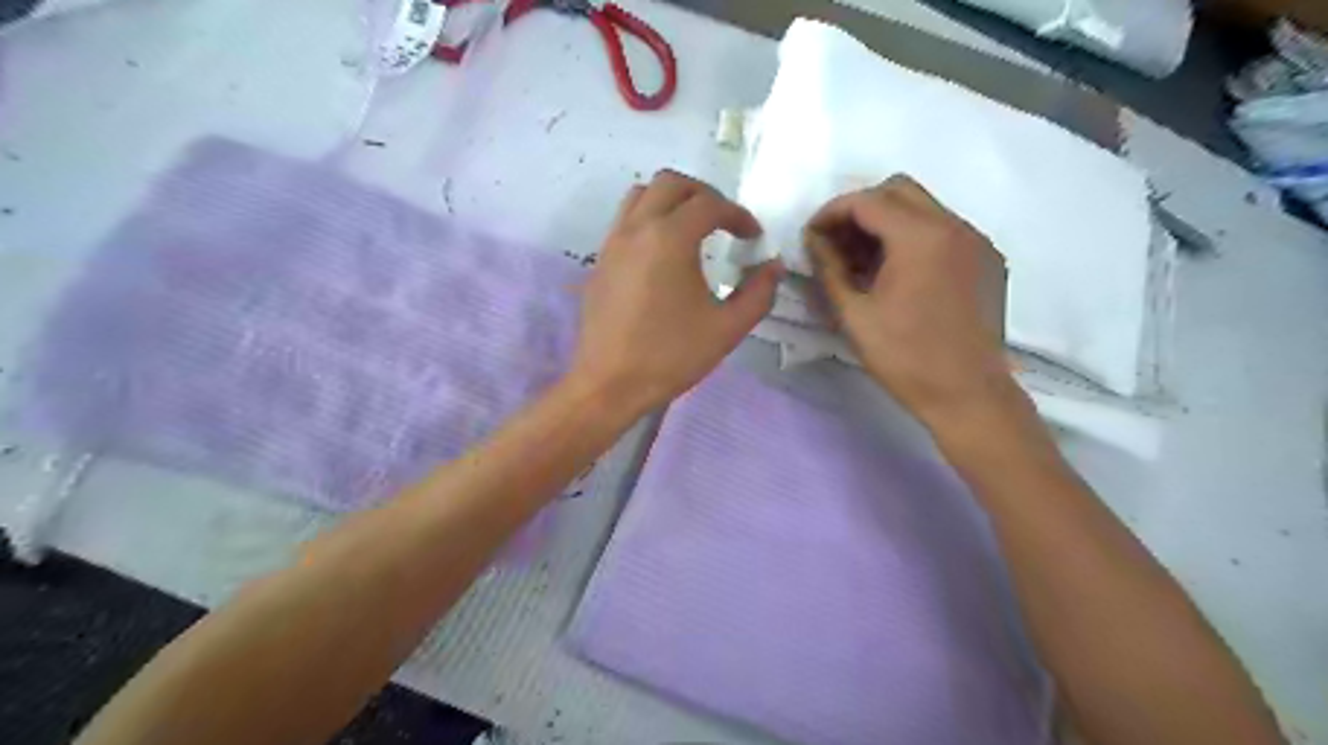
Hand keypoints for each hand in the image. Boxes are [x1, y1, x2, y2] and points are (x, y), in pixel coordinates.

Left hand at [577, 168, 780, 412]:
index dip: (737, 215)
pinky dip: (649, 219)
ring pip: (641, 195)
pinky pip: (625, 220)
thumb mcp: (727, 329)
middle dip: (703, 194)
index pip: (709, 204)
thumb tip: (774, 267)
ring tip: (692, 229)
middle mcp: (637, 229)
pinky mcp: (600, 262)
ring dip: (671, 200)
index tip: (753, 238)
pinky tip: (663, 254)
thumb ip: (758, 293)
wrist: (609, 384)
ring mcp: (612, 243)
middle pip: (671, 183)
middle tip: (723, 222)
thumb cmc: (671, 356)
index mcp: (669, 238)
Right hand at [809, 175, 1018, 435]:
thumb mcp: (854, 315)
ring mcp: (976, 241)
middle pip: (898, 190)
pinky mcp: (987, 259)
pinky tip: (898, 273)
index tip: (811, 237)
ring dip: (887, 222)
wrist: (968, 395)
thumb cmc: (905, 358)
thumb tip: (813, 241)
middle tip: (836, 243)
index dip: (831, 213)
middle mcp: (954, 225)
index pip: (867, 201)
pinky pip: (944, 230)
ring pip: (923, 207)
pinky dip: (914, 237)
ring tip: (862, 260)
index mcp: (921, 237)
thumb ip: (829, 269)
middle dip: (859, 210)